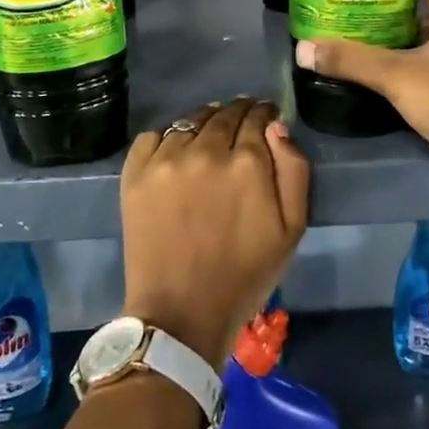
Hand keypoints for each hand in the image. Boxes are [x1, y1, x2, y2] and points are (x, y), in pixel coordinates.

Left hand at [119, 98, 309, 364]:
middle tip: (240, 125)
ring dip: (204, 122)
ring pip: (190, 121)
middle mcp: (205, 150)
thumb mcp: (292, 228)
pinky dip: (167, 137)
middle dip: (237, 113)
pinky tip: (175, 153)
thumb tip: (277, 126)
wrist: (181, 314)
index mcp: (247, 162)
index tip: (266, 119)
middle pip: (224, 113)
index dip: (264, 115)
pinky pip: (153, 135)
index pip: (258, 117)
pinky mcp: (135, 174)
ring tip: (208, 136)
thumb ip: (293, 169)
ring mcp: (166, 160)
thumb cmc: (245, 275)